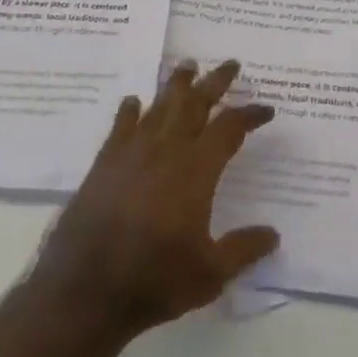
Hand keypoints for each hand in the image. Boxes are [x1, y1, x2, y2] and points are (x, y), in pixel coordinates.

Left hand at [31, 60, 279, 339]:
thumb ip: (243, 250)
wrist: (84, 291)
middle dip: (216, 82)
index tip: (266, 109)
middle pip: (195, 104)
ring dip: (176, 85)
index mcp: (196, 170)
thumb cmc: (153, 280)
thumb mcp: (210, 274)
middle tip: (231, 64)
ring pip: (159, 106)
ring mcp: (132, 153)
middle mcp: (166, 150)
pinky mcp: (104, 164)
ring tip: (187, 66)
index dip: (250, 115)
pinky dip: (129, 111)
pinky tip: (133, 102)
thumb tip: (273, 235)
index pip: (230, 128)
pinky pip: (121, 126)